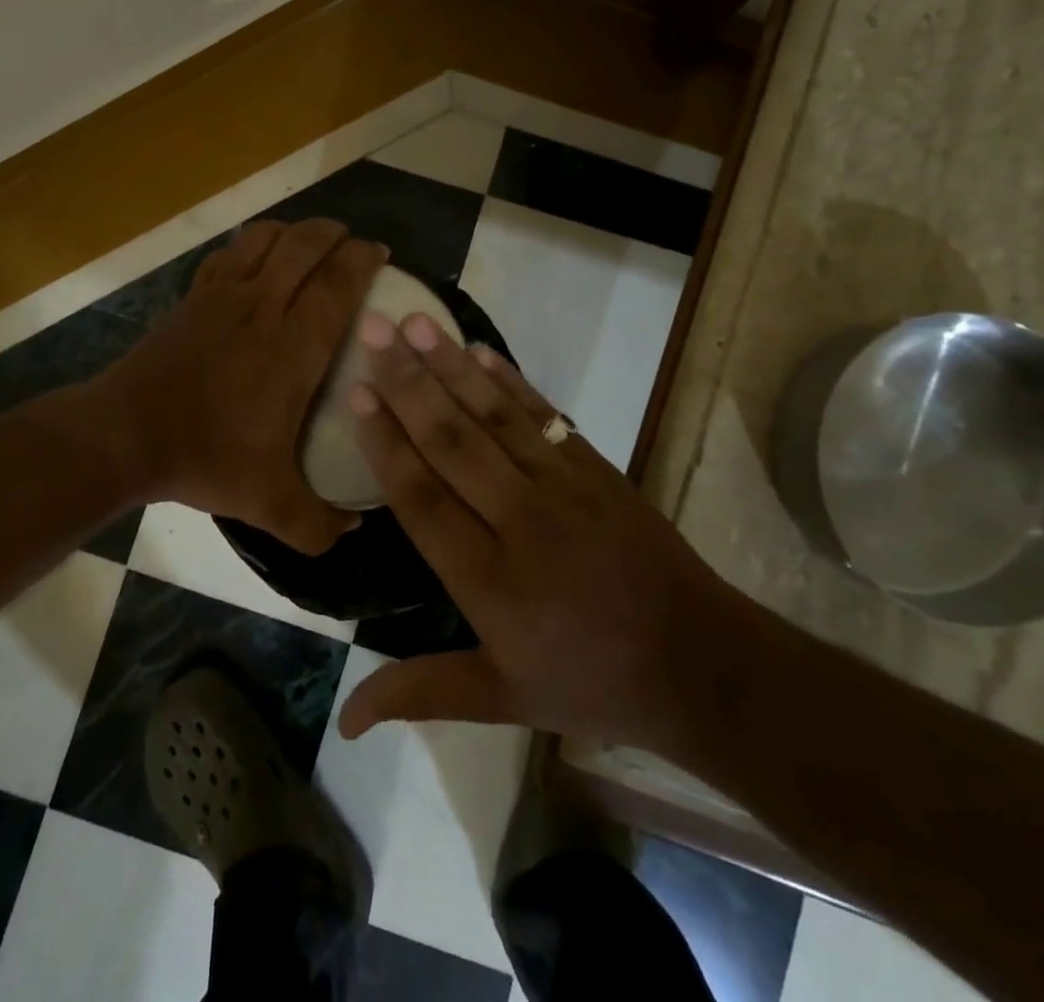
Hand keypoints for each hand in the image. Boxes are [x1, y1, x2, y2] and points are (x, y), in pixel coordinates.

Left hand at [97, 219, 385, 554]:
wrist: (123, 436)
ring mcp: (222, 296)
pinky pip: (229, 252)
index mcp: (293, 346)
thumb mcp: (269, 504)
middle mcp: (262, 307)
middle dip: (335, 234)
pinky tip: (258, 261)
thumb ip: (318, 524)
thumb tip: (353, 530)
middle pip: (305, 245)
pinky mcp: (193, 297)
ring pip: (265, 238)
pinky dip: (253, 244)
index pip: (338, 283)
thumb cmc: (204, 458)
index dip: (363, 260)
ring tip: (310, 244)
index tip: (380, 255)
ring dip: (294, 231)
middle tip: (352, 245)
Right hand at [336, 311, 752, 755]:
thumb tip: (343, 720)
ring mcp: (564, 488)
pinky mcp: (597, 469)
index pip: (423, 498)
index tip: (357, 392)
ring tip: (418, 322)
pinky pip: (544, 416)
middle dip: (408, 382)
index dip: (387, 443)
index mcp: (489, 581)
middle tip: (374, 328)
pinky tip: (480, 350)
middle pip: (452, 442)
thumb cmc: (588, 682)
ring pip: (495, 418)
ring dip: (453, 366)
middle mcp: (520, 522)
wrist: (699, 663)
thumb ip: (420, 691)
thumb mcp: (501, 698)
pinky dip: (510, 381)